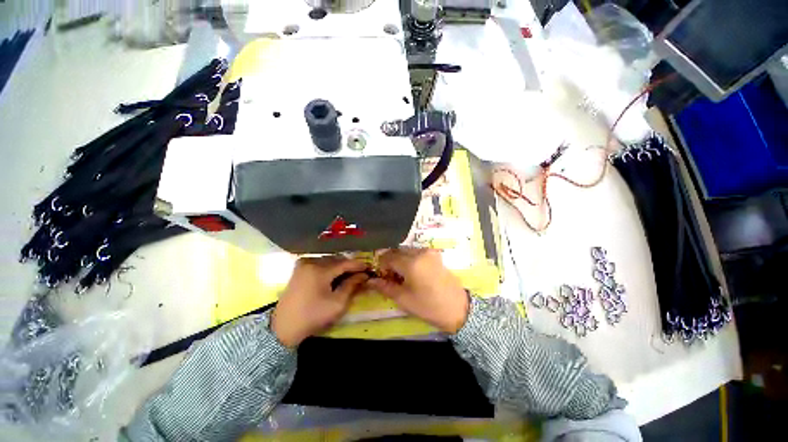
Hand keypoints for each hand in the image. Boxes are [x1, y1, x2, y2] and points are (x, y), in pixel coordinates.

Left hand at [272, 256, 368, 346]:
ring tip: (349, 275)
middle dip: (349, 265)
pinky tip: (335, 275)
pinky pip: (319, 263)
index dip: (358, 265)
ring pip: (328, 260)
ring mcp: (303, 264)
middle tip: (360, 273)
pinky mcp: (299, 268)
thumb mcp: (337, 304)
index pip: (344, 263)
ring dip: (339, 266)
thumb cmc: (313, 316)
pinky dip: (329, 267)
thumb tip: (363, 275)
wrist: (283, 327)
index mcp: (319, 270)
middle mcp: (311, 262)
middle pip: (336, 260)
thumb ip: (351, 286)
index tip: (369, 268)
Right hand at [367, 248, 468, 333]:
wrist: (457, 308)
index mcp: (411, 263)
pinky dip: (410, 258)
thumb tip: (370, 281)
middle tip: (390, 277)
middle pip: (397, 251)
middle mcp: (420, 252)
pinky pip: (416, 252)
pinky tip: (412, 272)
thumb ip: (385, 287)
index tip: (381, 276)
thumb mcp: (404, 299)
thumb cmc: (428, 306)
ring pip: (406, 251)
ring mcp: (429, 252)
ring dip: (400, 259)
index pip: (388, 257)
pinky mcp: (435, 254)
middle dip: (390, 261)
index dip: (381, 265)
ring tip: (401, 276)